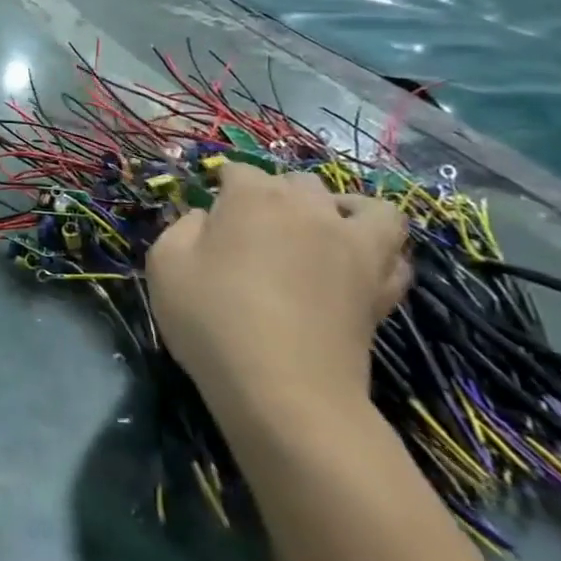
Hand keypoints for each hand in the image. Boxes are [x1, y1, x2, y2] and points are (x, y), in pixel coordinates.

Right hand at [146, 163, 409, 425]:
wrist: (283, 389)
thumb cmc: (212, 319)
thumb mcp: (165, 264)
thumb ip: (183, 227)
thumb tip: (207, 220)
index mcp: (253, 198)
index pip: (239, 171)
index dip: (221, 185)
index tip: (208, 209)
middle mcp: (308, 209)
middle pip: (298, 181)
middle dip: (276, 193)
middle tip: (253, 227)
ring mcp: (353, 246)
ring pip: (365, 206)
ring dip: (343, 209)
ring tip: (322, 230)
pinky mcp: (382, 287)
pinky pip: (395, 253)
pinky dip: (379, 250)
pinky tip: (355, 264)